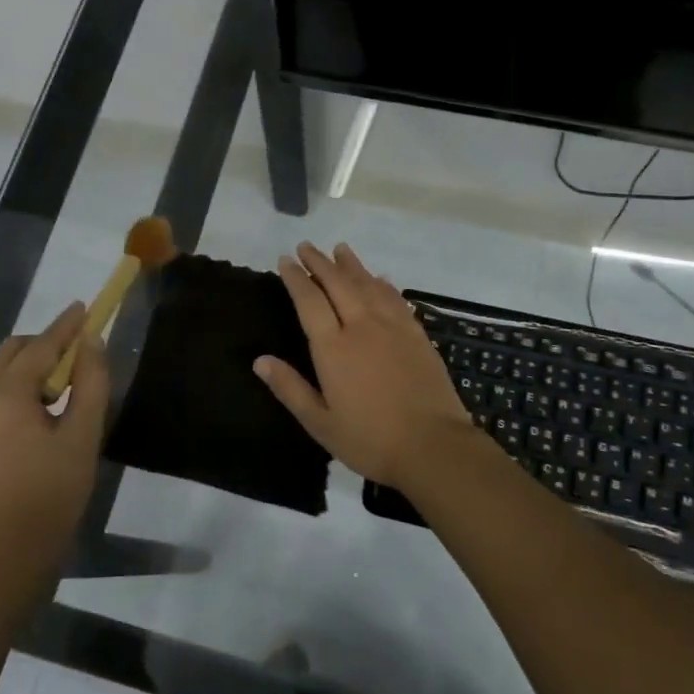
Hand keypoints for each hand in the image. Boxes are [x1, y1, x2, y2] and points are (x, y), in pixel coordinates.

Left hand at [0, 303, 108, 568]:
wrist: (13, 549)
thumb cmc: (55, 490)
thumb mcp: (84, 432)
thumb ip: (91, 380)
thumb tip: (92, 341)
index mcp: (5, 394)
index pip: (41, 346)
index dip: (67, 326)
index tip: (86, 306)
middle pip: (14, 351)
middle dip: (47, 343)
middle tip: (81, 351)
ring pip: (1, 369)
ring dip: (32, 363)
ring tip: (67, 381)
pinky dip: (19, 383)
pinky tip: (44, 404)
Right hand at [254, 242, 473, 491]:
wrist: (433, 446)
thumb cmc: (370, 440)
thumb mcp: (320, 423)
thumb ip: (290, 388)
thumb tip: (259, 360)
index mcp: (334, 348)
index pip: (310, 301)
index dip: (296, 278)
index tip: (286, 260)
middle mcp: (362, 327)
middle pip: (338, 284)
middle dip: (320, 263)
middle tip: (306, 246)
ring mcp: (393, 328)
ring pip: (369, 285)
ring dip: (352, 265)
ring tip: (340, 249)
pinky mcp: (417, 335)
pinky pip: (396, 300)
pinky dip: (384, 284)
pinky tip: (380, 278)